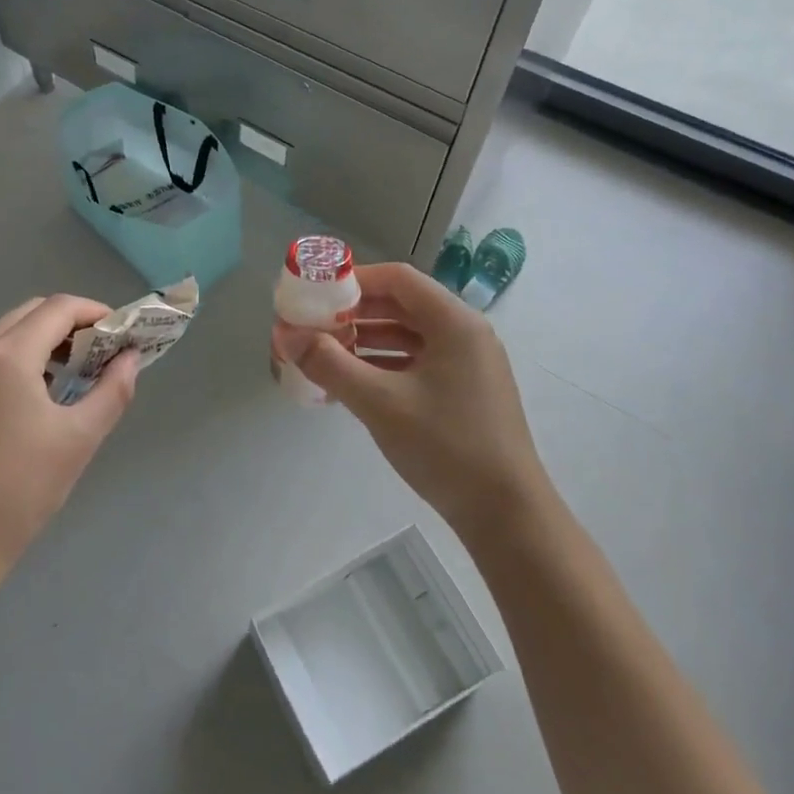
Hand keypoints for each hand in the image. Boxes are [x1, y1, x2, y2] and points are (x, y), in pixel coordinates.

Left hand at [0, 295, 137, 586]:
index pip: (60, 308)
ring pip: (3, 334)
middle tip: (96, 357)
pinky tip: (26, 401)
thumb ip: (113, 389)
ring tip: (65, 379)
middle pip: (30, 313)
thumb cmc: (20, 491)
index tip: (120, 336)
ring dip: (39, 342)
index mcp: (7, 355)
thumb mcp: (79, 439)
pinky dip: (11, 361)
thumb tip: (130, 357)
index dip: (96, 313)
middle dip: (69, 325)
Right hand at [274, 262, 543, 540]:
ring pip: (409, 334)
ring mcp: (468, 363)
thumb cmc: (445, 447)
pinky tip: (353, 382)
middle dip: (354, 312)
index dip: (353, 280)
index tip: (315, 294)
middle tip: (313, 324)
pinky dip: (385, 364)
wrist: (507, 516)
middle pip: (402, 304)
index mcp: (454, 322)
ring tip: (324, 353)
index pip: (397, 278)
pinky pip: (418, 361)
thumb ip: (330, 364)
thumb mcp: (379, 403)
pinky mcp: (465, 390)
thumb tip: (286, 336)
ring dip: (366, 339)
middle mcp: (465, 332)